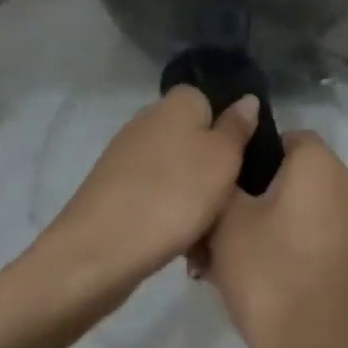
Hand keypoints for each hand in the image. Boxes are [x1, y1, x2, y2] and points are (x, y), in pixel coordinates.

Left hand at [36, 85, 260, 305]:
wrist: (101, 249)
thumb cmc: (175, 194)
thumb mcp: (223, 159)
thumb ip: (237, 128)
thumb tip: (247, 99)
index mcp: (176, 103)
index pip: (209, 100)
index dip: (228, 128)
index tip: (243, 160)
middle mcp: (147, 120)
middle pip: (192, 138)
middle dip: (211, 168)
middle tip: (231, 201)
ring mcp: (126, 155)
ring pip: (175, 171)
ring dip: (192, 197)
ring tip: (208, 232)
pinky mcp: (113, 189)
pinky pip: (154, 195)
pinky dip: (168, 214)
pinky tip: (179, 244)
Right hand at [202, 132, 347, 347]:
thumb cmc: (269, 275)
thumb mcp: (227, 220)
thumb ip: (223, 179)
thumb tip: (226, 162)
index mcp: (320, 164)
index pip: (282, 136)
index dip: (247, 155)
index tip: (219, 185)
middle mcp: (346, 186)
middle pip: (289, 175)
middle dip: (250, 196)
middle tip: (213, 229)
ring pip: (296, 209)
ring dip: (262, 225)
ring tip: (222, 261)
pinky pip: (311, 236)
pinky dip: (284, 247)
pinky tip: (253, 280)